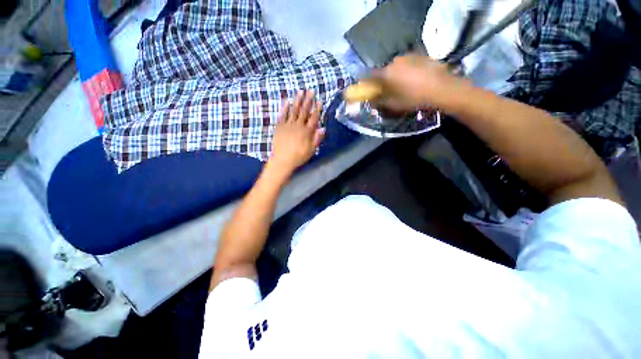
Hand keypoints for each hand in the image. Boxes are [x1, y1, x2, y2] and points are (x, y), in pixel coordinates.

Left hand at [270, 90, 324, 172]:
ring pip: (294, 110)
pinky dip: (284, 108)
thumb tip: (323, 128)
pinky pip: (282, 115)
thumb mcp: (311, 150)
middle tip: (310, 90)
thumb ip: (317, 138)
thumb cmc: (299, 157)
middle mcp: (298, 125)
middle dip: (308, 100)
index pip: (314, 118)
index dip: (317, 109)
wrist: (283, 160)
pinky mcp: (279, 127)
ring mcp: (288, 125)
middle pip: (304, 111)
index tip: (320, 100)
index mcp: (307, 132)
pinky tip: (287, 101)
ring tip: (300, 91)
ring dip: (297, 100)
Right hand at [371, 54, 469, 111]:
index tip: (368, 87)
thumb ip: (379, 102)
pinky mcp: (421, 55)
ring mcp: (409, 56)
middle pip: (385, 70)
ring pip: (397, 66)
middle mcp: (395, 61)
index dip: (368, 82)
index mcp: (386, 73)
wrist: (442, 88)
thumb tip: (371, 101)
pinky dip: (408, 70)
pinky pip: (409, 63)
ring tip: (404, 84)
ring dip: (397, 73)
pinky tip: (415, 78)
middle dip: (384, 79)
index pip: (370, 75)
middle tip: (389, 89)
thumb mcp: (394, 104)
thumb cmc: (414, 98)